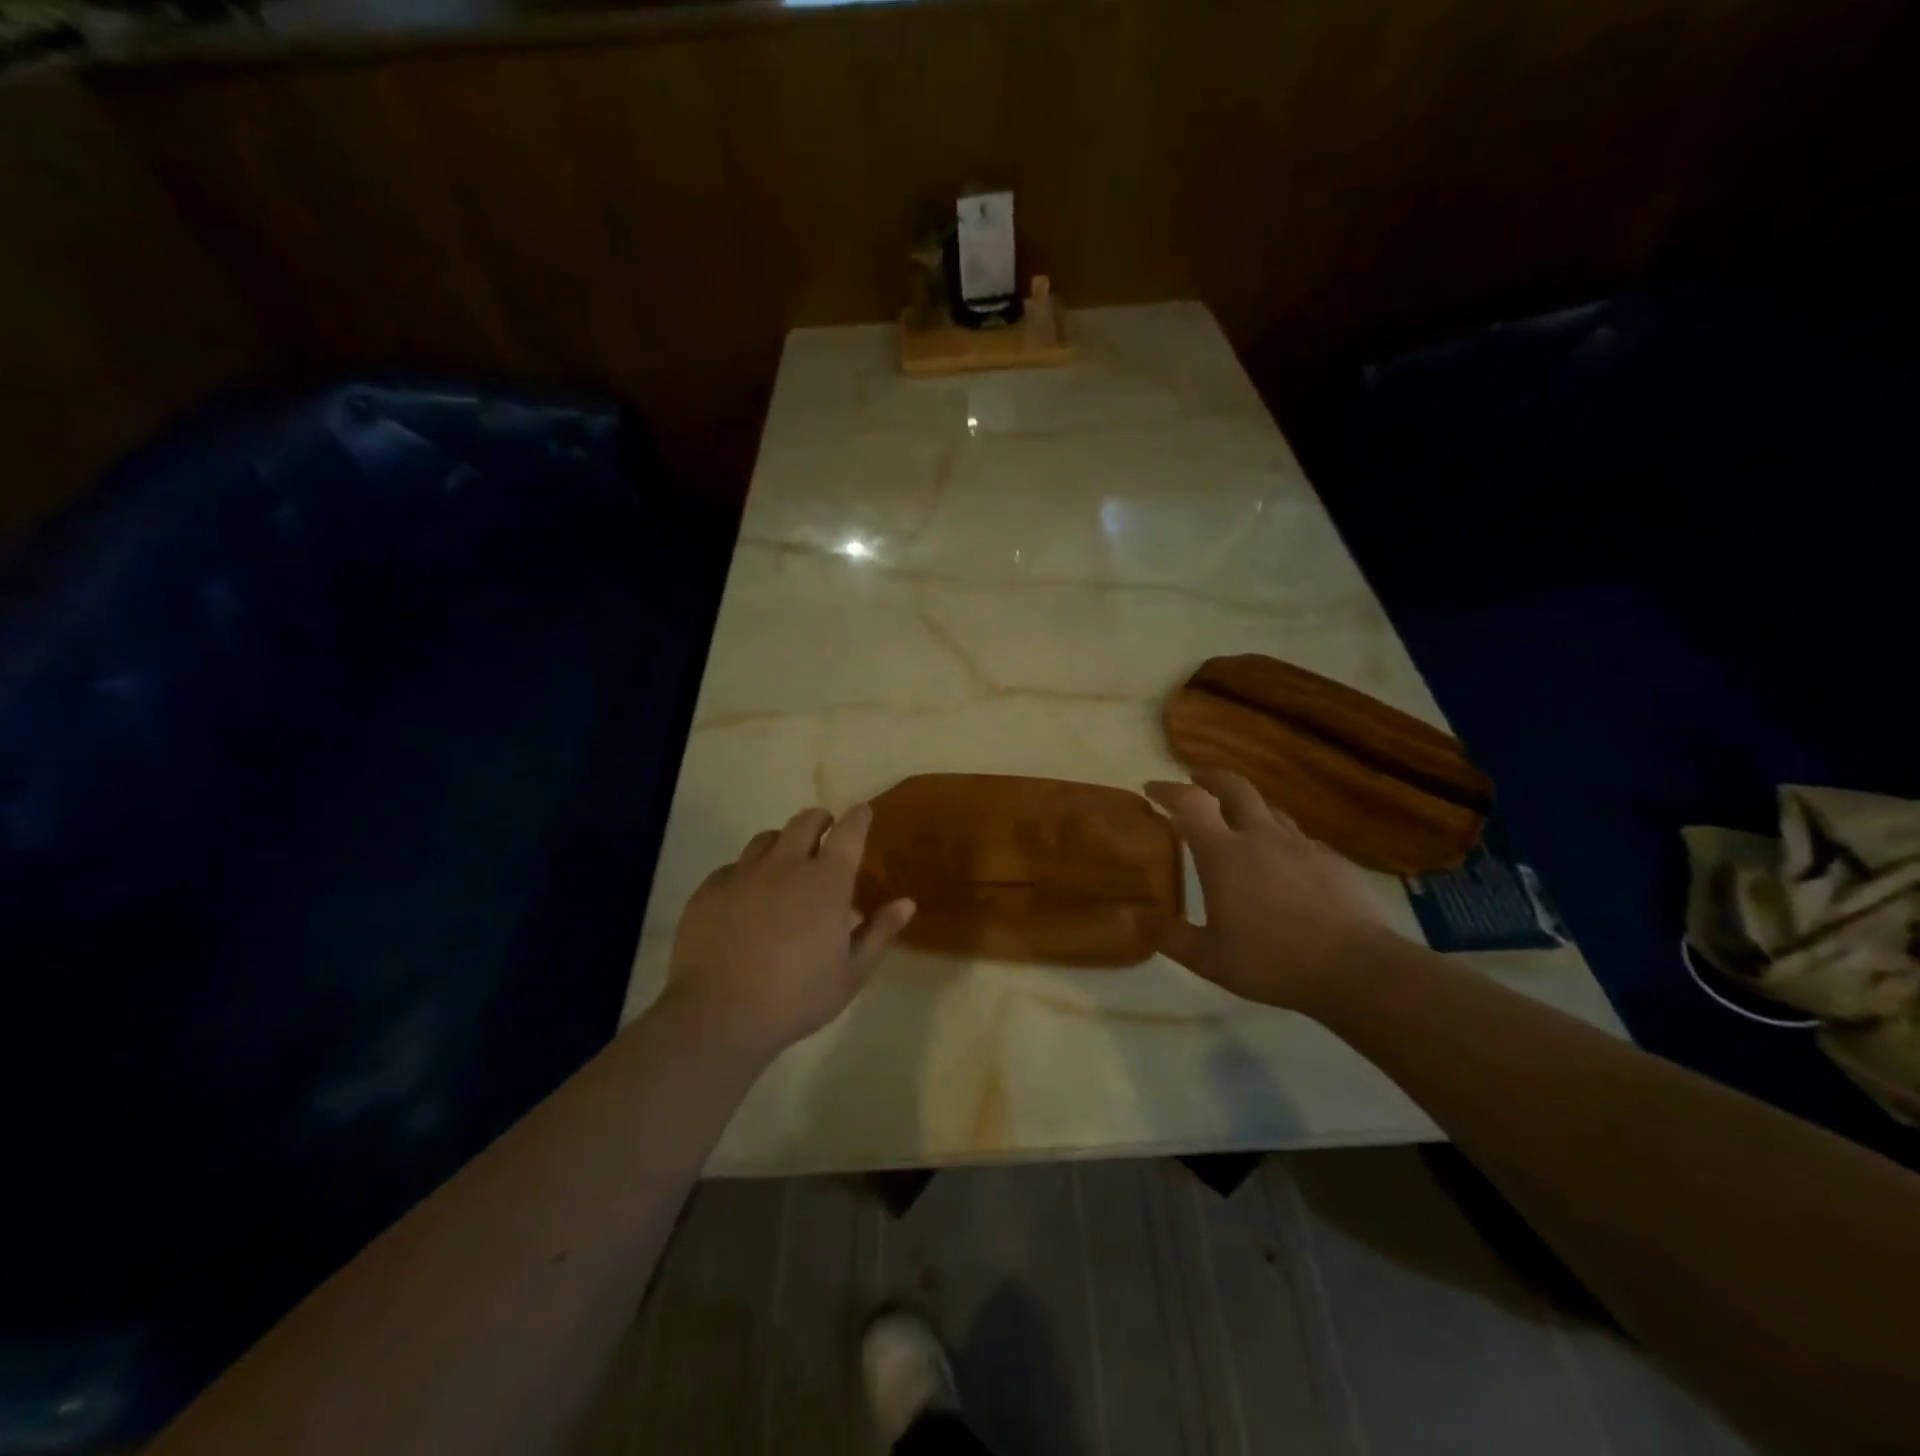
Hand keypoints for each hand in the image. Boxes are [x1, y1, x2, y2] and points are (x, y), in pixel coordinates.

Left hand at [664, 803, 915, 1059]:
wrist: (717, 1015)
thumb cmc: (795, 998)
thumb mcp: (851, 974)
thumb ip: (879, 932)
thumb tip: (906, 902)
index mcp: (826, 882)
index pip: (848, 832)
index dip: (859, 817)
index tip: (863, 812)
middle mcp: (785, 865)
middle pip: (805, 821)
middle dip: (820, 820)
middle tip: (826, 831)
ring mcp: (743, 874)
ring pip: (765, 839)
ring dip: (782, 843)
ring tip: (785, 862)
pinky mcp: (709, 890)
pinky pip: (732, 867)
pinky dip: (746, 872)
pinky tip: (746, 896)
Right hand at [1145, 769, 1392, 1012]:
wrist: (1358, 968)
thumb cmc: (1272, 961)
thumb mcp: (1208, 958)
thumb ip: (1168, 936)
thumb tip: (1132, 919)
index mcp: (1224, 853)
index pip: (1190, 803)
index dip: (1168, 790)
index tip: (1151, 789)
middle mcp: (1261, 837)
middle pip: (1235, 787)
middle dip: (1211, 777)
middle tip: (1196, 780)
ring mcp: (1301, 845)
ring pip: (1270, 810)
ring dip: (1248, 808)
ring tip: (1239, 822)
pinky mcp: (1334, 861)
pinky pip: (1300, 840)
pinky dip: (1282, 841)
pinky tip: (1285, 865)